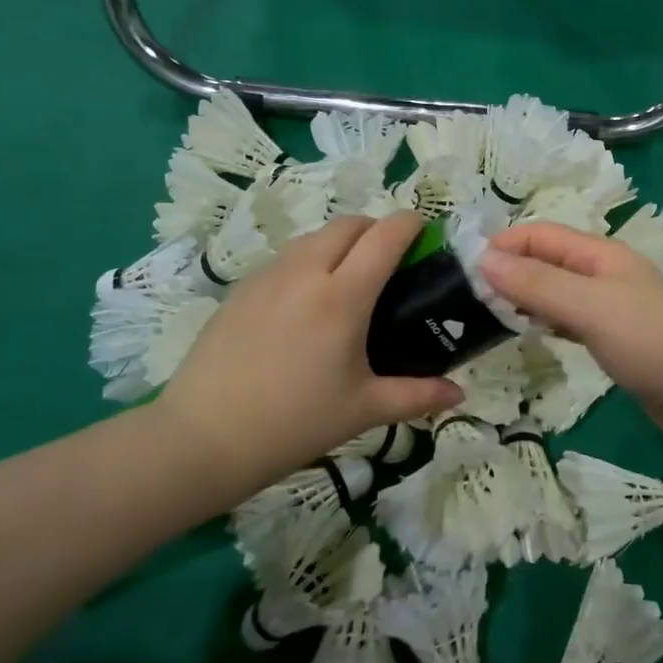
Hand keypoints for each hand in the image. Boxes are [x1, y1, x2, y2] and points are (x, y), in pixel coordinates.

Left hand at [154, 214, 462, 494]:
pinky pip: (286, 257)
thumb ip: (417, 396)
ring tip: (350, 280)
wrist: (202, 438)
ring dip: (341, 242)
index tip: (426, 234)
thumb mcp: (363, 410)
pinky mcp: (241, 288)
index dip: (412, 224)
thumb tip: (459, 395)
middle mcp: (305, 272)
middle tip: (392, 262)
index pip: (385, 235)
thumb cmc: (294, 423)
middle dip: (377, 229)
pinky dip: (309, 260)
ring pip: (314, 236)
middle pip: (349, 224)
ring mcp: (268, 276)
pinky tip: (307, 302)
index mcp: (342, 296)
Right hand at [479, 222, 662, 448]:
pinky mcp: (611, 334)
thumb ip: (537, 283)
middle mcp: (604, 271)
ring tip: (488, 312)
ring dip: (524, 294)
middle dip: (510, 268)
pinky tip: (528, 331)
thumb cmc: (646, 341)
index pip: (542, 234)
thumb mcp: (588, 306)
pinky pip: (568, 316)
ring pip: (556, 288)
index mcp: (601, 253)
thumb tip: (483, 259)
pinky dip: (544, 318)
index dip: (504, 243)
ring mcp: (609, 304)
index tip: (464, 266)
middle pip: (548, 259)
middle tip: (469, 295)